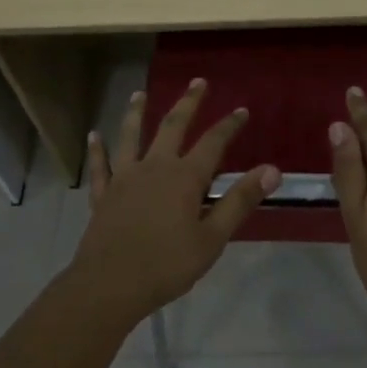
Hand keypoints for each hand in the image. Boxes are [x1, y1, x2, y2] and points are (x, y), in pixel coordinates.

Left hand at [67, 78, 281, 324]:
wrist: (109, 286)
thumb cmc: (167, 265)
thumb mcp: (212, 238)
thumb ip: (240, 201)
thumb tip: (272, 170)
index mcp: (185, 177)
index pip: (213, 142)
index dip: (229, 125)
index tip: (241, 110)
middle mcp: (155, 166)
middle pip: (173, 125)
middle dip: (188, 102)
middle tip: (197, 82)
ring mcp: (125, 177)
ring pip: (131, 136)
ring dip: (136, 112)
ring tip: (139, 94)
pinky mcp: (103, 194)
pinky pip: (101, 166)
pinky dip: (98, 150)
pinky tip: (94, 136)